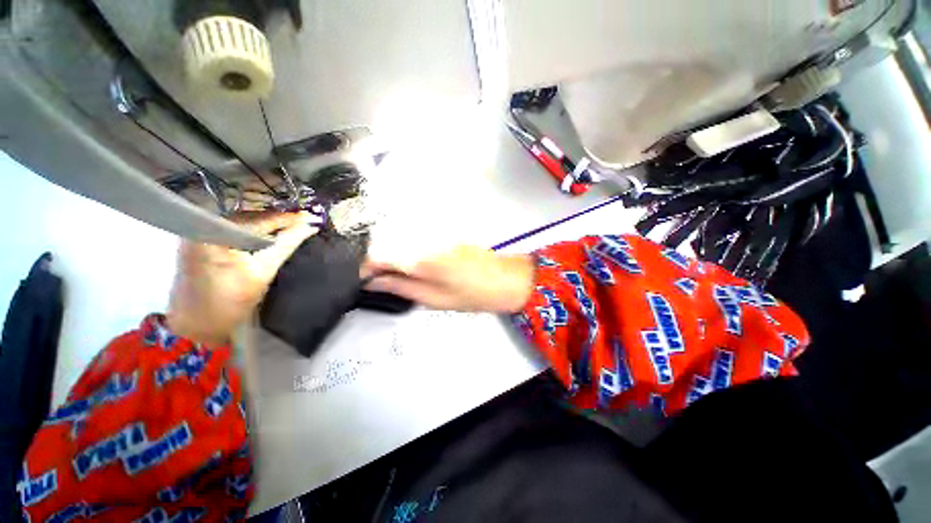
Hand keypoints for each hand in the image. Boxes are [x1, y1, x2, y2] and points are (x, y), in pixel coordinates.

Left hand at [167, 212, 317, 345]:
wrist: (197, 326)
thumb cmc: (229, 302)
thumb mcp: (263, 272)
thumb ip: (286, 244)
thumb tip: (309, 227)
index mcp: (213, 233)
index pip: (258, 219)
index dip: (287, 218)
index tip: (310, 216)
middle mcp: (201, 226)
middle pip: (248, 217)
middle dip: (277, 219)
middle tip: (304, 220)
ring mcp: (197, 233)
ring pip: (241, 223)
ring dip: (267, 225)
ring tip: (292, 225)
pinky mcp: (198, 242)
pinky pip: (232, 230)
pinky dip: (253, 232)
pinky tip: (270, 235)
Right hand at [363, 246, 534, 312]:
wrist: (503, 279)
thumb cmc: (471, 294)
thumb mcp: (433, 299)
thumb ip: (400, 288)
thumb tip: (373, 283)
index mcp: (418, 258)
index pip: (377, 256)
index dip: (365, 268)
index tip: (362, 281)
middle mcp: (423, 240)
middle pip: (388, 247)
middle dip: (378, 265)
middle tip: (380, 283)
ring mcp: (434, 236)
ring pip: (401, 244)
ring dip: (394, 260)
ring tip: (399, 279)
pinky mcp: (442, 236)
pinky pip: (416, 243)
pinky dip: (409, 255)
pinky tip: (417, 269)